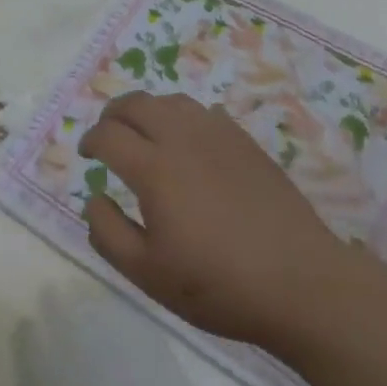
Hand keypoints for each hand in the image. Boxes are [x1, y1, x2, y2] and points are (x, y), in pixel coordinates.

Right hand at [78, 92, 386, 357]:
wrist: (300, 282)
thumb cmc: (218, 284)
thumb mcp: (148, 274)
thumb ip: (109, 233)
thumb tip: (93, 197)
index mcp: (154, 168)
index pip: (108, 135)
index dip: (90, 140)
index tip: (86, 154)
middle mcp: (182, 138)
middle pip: (136, 103)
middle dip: (113, 113)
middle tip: (106, 133)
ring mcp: (218, 134)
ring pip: (171, 101)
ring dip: (147, 110)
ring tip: (143, 133)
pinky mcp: (245, 141)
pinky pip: (203, 111)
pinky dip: (182, 116)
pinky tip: (187, 141)